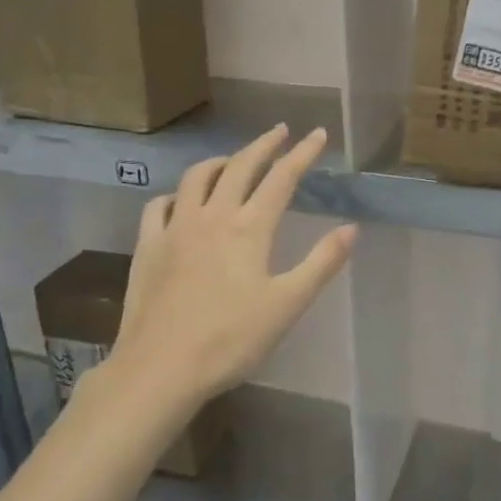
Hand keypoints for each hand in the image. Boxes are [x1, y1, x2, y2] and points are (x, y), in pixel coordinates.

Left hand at [99, 125, 356, 419]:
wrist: (160, 369)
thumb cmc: (230, 340)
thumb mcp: (287, 305)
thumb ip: (322, 263)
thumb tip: (352, 228)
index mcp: (249, 229)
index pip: (281, 178)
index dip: (302, 153)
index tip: (318, 133)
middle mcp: (211, 217)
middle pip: (240, 166)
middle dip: (263, 145)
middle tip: (280, 131)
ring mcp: (174, 229)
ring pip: (197, 177)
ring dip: (221, 161)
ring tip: (234, 160)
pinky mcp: (148, 247)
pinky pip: (159, 206)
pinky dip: (177, 194)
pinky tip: (181, 201)